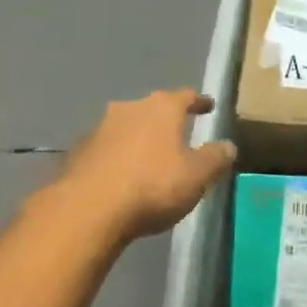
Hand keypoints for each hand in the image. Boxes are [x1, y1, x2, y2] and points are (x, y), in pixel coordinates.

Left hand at [57, 89, 236, 241]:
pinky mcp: (78, 152)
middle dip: (165, 121)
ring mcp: (99, 128)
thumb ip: (215, 158)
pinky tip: (120, 177)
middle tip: (178, 135)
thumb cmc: (152, 186)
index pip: (185, 96)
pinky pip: (105, 149)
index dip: (199, 101)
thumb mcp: (196, 176)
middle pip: (152, 109)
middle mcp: (129, 108)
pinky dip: (116, 158)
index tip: (208, 106)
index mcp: (161, 108)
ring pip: (126, 128)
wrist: (88, 210)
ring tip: (149, 159)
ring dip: (138, 139)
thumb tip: (228, 146)